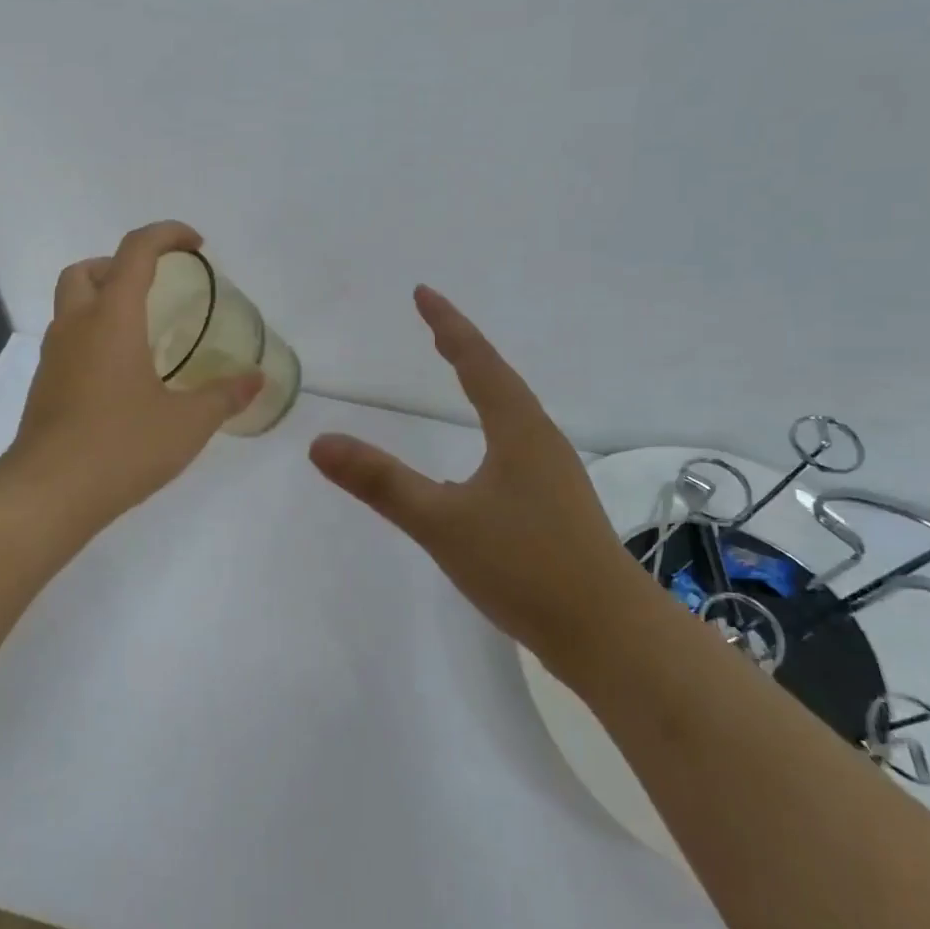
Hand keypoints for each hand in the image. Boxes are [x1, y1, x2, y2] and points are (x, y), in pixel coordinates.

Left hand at [6, 221, 262, 532]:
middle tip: (156, 288)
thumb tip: (256, 378)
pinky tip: (122, 376)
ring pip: (71, 305)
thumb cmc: (122, 446)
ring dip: (103, 300)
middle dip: (121, 265)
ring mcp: (54, 357)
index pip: (136, 251)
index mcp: (112, 319)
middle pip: (87, 270)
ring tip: (143, 332)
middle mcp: (76, 327)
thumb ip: (224, 395)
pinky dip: (94, 336)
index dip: (167, 235)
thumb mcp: (187, 423)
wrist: (48, 494)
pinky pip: (68, 341)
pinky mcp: (45, 386)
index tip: (196, 245)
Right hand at [309, 287, 638, 661]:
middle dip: (464, 349)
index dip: (448, 325)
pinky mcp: (555, 507)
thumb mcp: (442, 522)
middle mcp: (539, 442)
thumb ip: (381, 482)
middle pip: (499, 379)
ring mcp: (553, 476)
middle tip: (434, 327)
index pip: (477, 361)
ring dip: (482, 385)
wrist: (609, 635)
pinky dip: (490, 426)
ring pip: (511, 414)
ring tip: (458, 374)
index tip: (423, 293)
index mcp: (518, 430)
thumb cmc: (526, 567)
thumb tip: (320, 442)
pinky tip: (481, 459)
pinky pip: (515, 445)